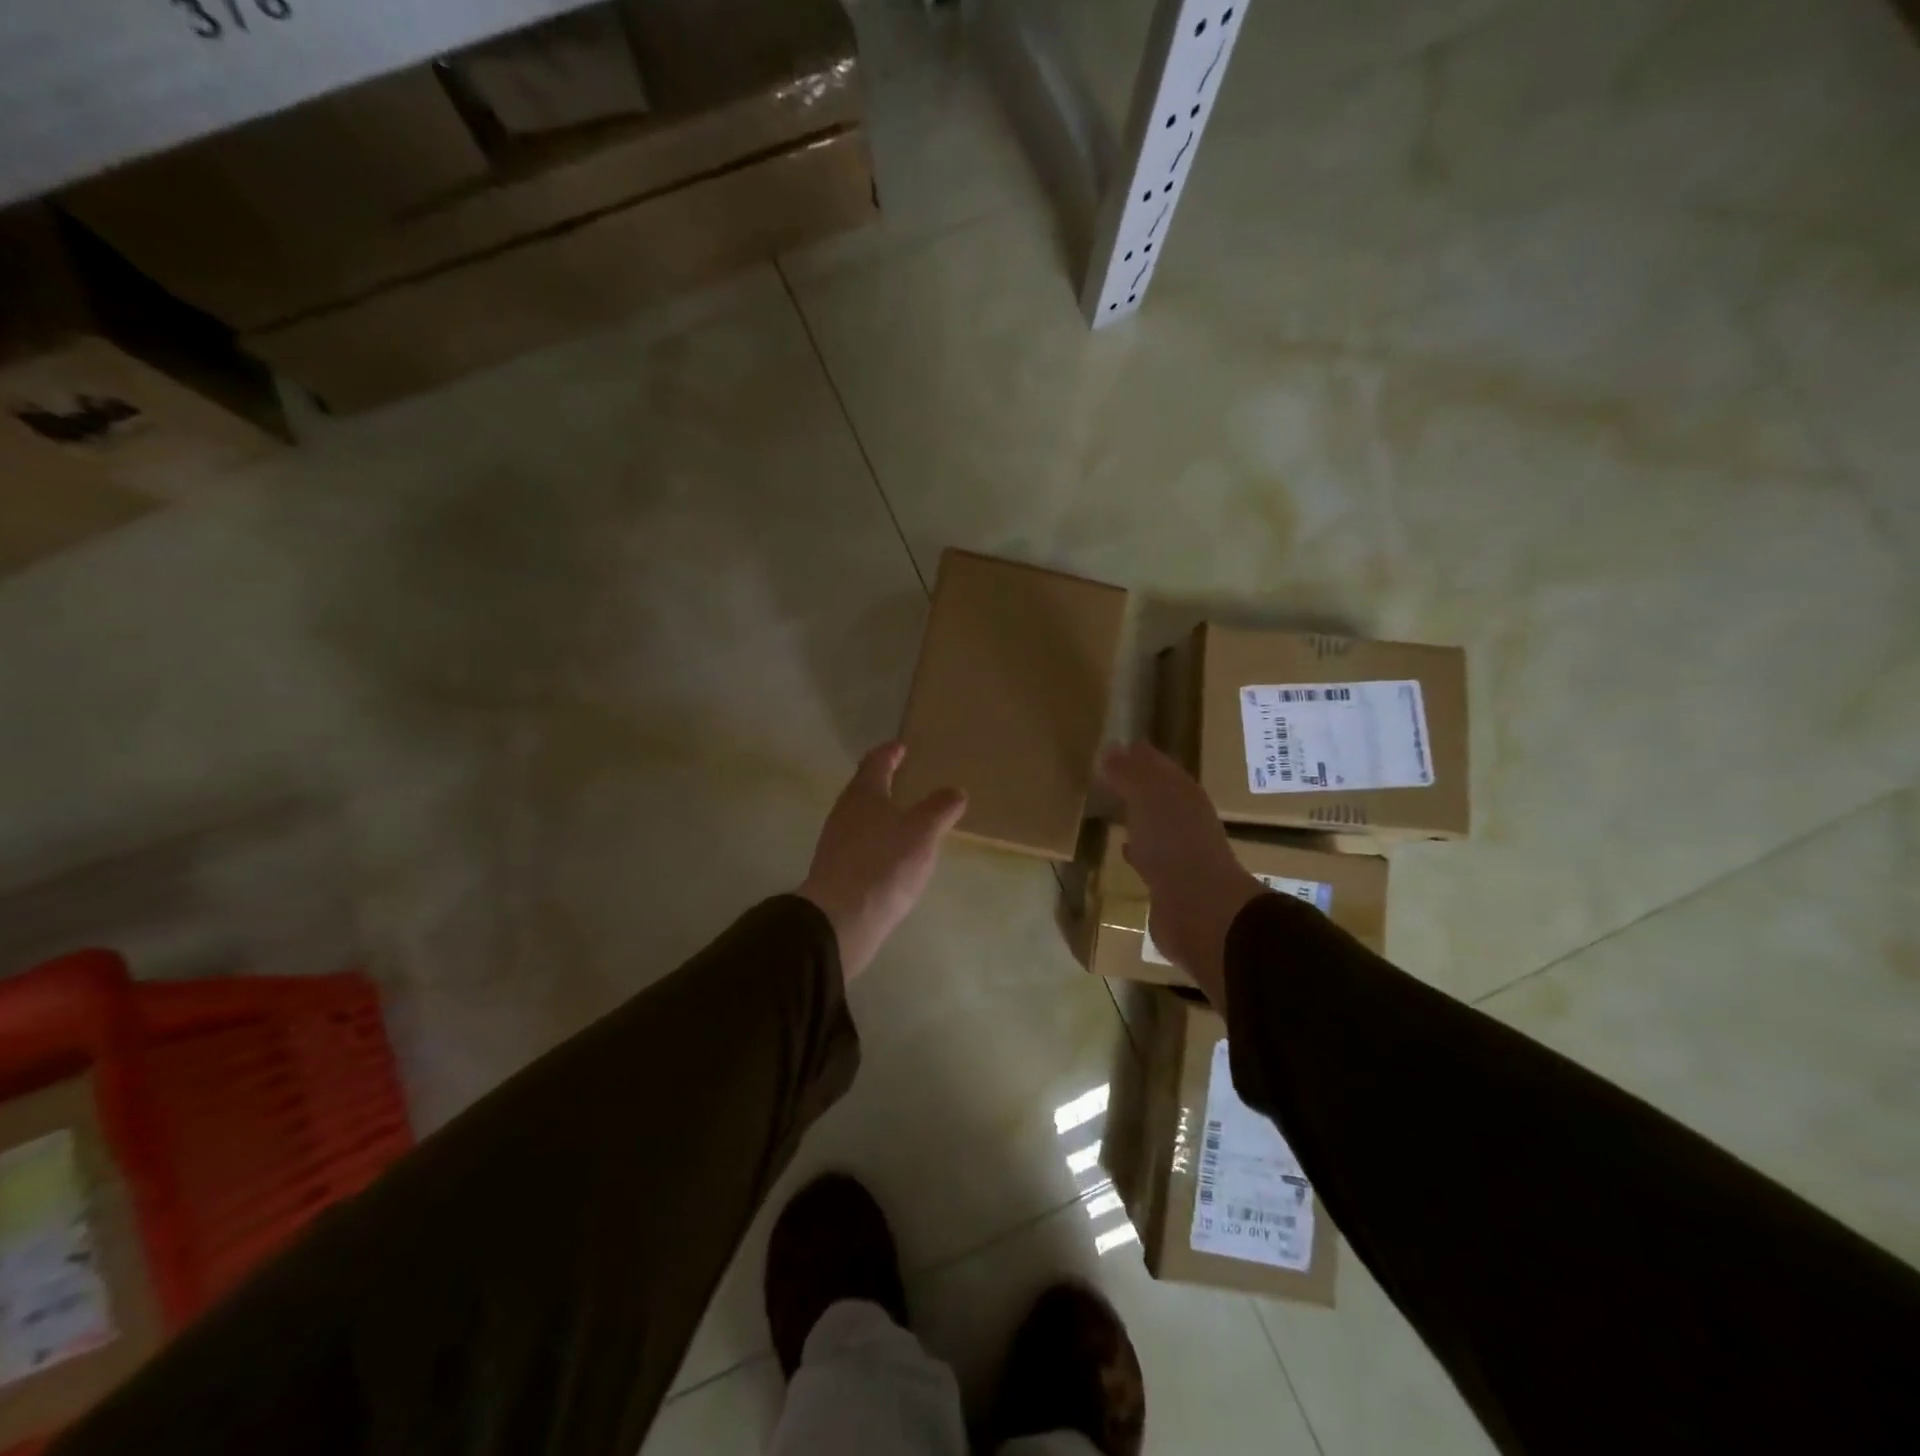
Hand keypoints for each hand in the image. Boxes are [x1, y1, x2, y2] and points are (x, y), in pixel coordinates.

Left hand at [800, 742, 967, 980]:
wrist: (840, 920)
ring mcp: (837, 842)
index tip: (901, 746)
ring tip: (906, 817)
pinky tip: (893, 853)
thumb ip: (939, 809)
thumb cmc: (883, 865)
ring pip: (862, 817)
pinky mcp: (837, 869)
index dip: (889, 752)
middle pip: (865, 788)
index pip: (876, 762)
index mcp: (863, 793)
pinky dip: (878, 839)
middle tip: (907, 778)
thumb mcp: (922, 832)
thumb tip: (954, 791)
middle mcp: (844, 812)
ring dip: (882, 813)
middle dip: (885, 782)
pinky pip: (861, 843)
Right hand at [1098, 741, 1263, 1004]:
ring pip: (1156, 826)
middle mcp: (1187, 820)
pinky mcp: (1169, 884)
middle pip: (1161, 795)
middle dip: (1140, 785)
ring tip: (1113, 807)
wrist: (1199, 910)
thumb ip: (1130, 774)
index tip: (1118, 746)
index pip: (1162, 767)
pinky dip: (1137, 849)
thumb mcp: (1149, 799)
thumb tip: (1112, 748)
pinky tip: (1124, 849)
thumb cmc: (1174, 846)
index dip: (1142, 756)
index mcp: (1186, 796)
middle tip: (1111, 774)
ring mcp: (1180, 853)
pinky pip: (1149, 858)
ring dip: (1138, 817)